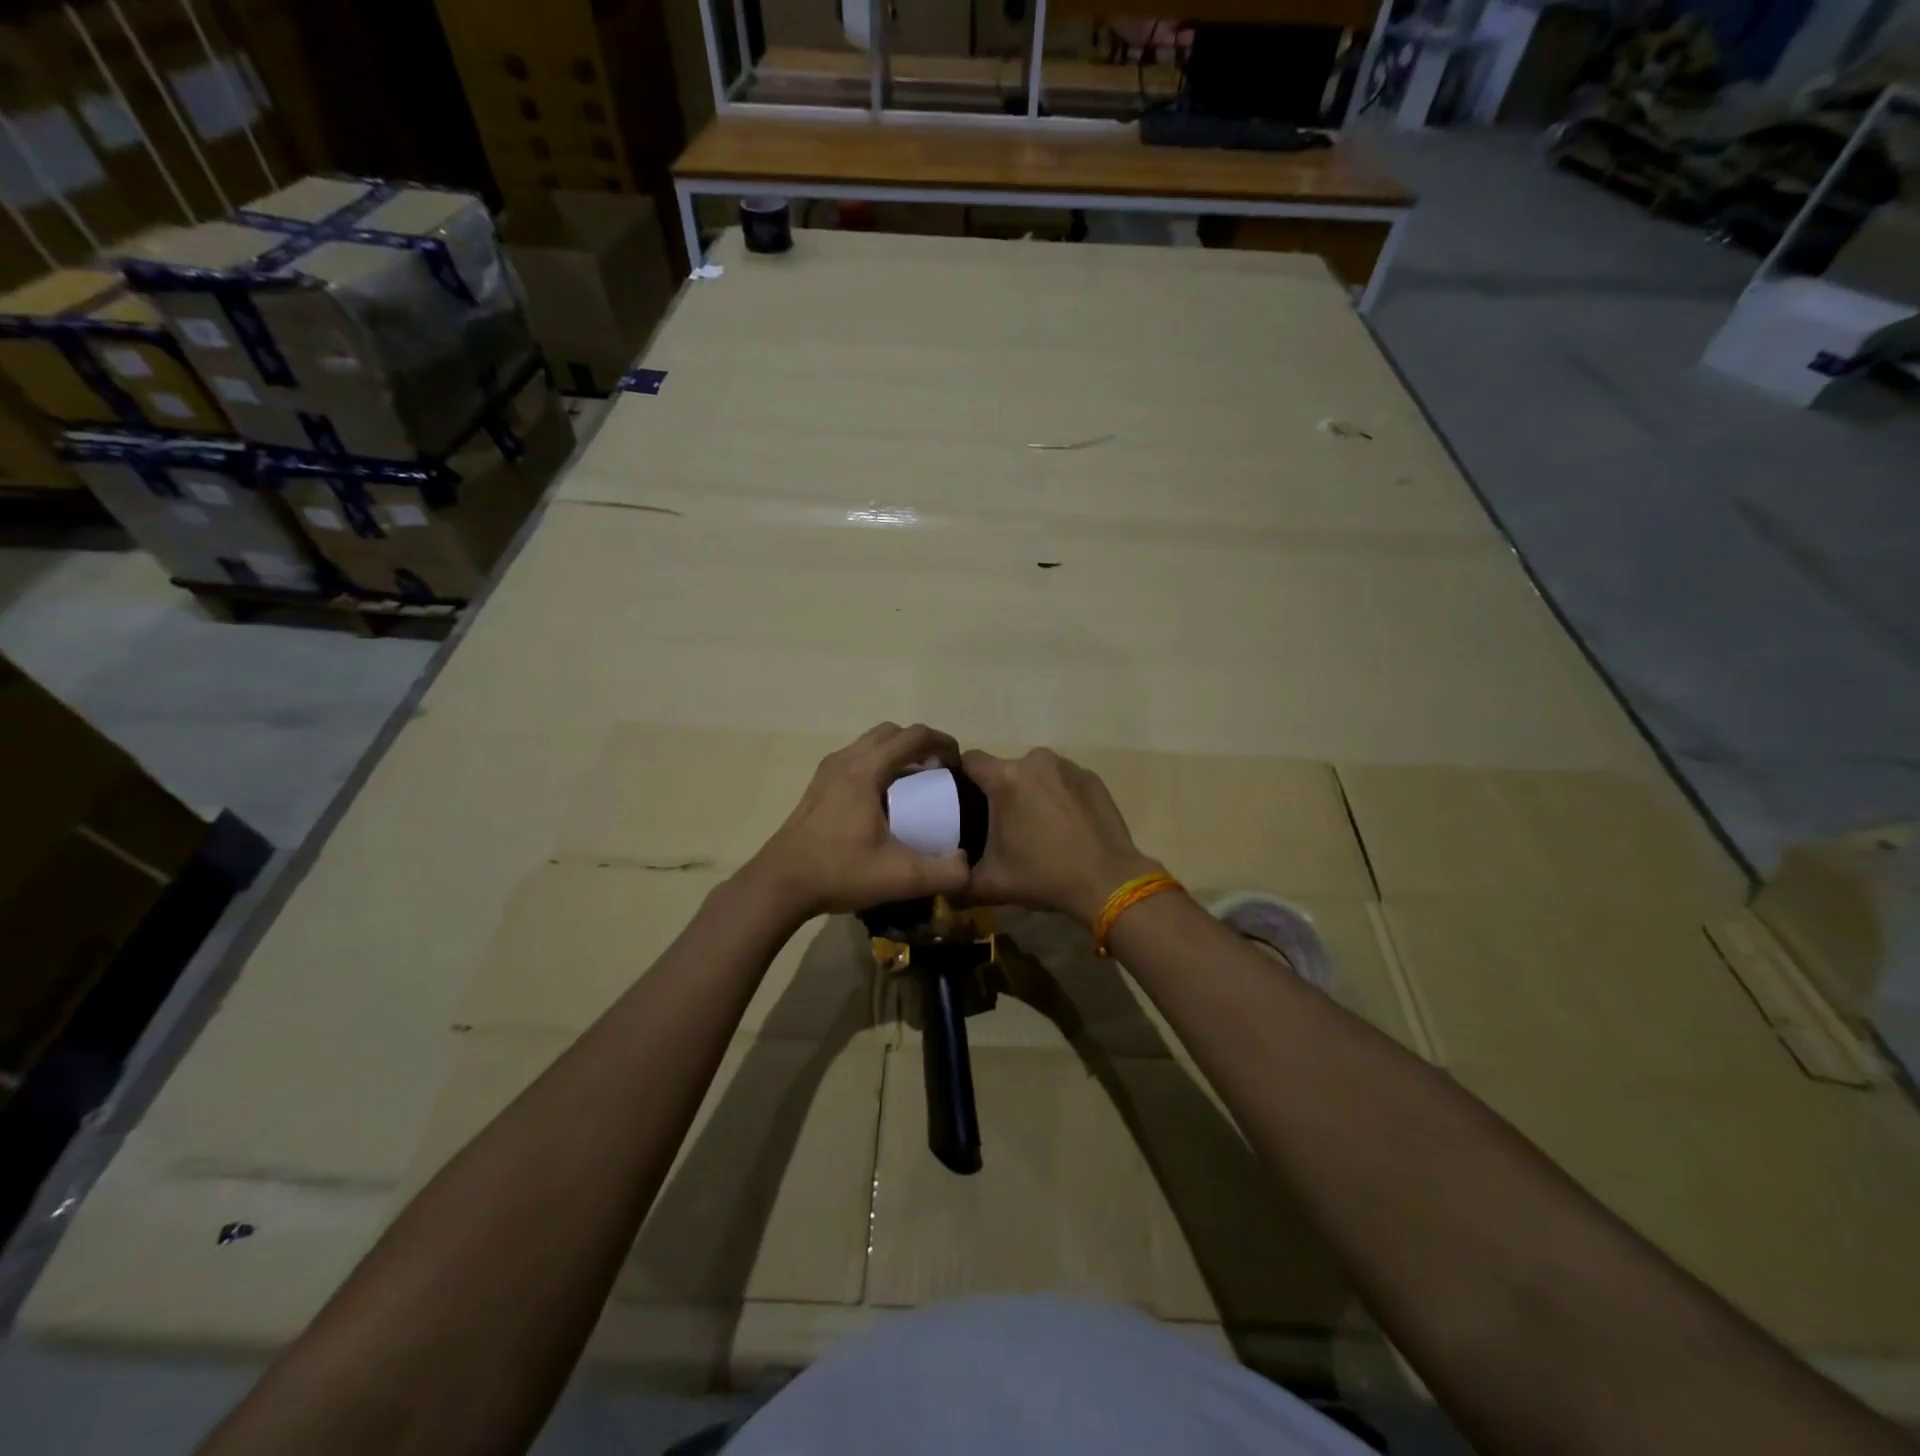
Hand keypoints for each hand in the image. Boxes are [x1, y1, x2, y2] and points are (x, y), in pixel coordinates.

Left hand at [746, 723, 970, 919]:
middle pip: (892, 732)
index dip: (943, 744)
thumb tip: (968, 865)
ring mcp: (828, 770)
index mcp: (866, 771)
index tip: (958, 767)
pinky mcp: (818, 785)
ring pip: (871, 743)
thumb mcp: (900, 878)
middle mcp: (846, 760)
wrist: (781, 884)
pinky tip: (884, 800)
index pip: (914, 736)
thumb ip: (944, 873)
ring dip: (897, 753)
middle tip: (938, 773)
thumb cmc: (839, 872)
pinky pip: (857, 758)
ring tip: (915, 785)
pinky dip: (878, 765)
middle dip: (921, 745)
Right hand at [961, 748, 1161, 927]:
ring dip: (1029, 791)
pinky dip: (1057, 795)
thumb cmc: (1044, 877)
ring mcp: (1068, 766)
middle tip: (1000, 823)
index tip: (959, 800)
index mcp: (1006, 779)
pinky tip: (1063, 824)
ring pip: (1034, 773)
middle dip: (999, 791)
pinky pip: (1062, 780)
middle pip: (1004, 769)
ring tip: (1035, 825)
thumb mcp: (990, 883)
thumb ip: (957, 879)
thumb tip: (942, 880)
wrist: (1108, 882)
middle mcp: (1036, 761)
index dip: (960, 777)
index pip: (970, 760)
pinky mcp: (1091, 777)